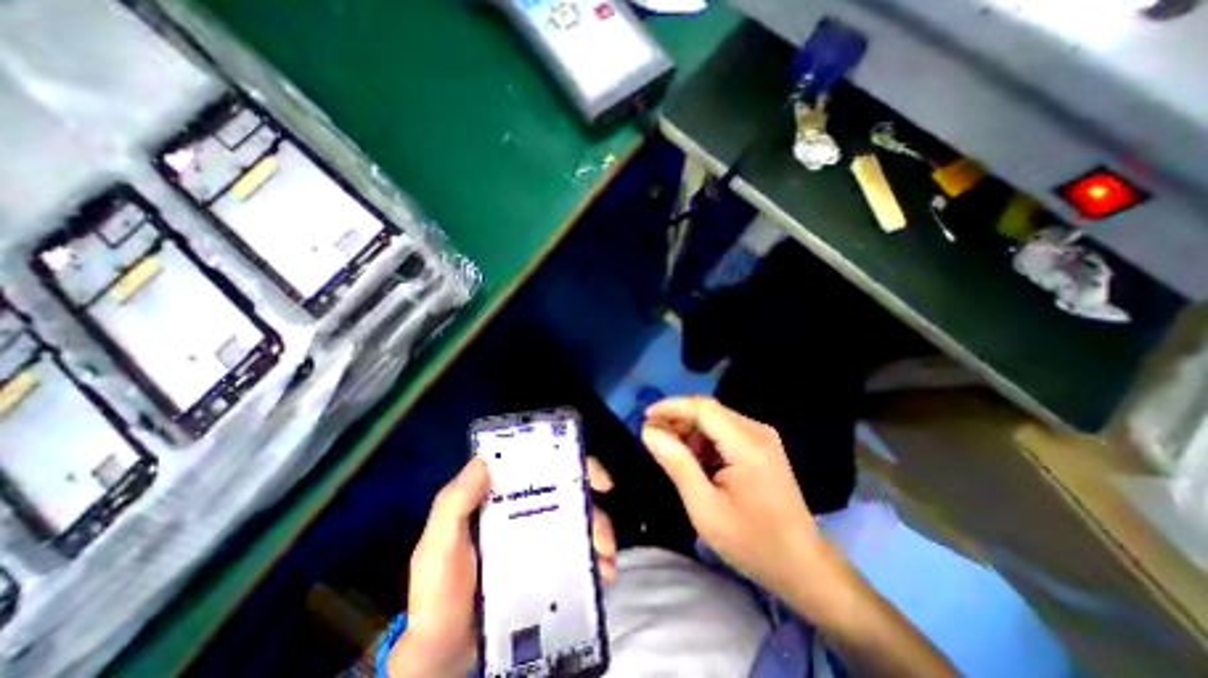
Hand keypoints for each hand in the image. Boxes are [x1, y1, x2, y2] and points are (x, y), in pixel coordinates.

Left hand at [391, 456, 616, 677]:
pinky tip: (602, 578)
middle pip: (569, 496)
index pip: (541, 467)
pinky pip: (575, 556)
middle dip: (594, 511)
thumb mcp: (437, 546)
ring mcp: (536, 541)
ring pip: (577, 525)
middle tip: (605, 538)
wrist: (439, 656)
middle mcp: (524, 512)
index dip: (572, 464)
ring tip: (607, 564)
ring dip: (599, 537)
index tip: (597, 479)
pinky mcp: (543, 568)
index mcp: (502, 497)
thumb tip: (484, 461)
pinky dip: (594, 562)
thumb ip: (454, 503)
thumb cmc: (437, 593)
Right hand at [641, 397, 830, 602]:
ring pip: (715, 419)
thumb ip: (677, 464)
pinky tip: (692, 459)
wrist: (802, 565)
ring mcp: (761, 438)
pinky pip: (725, 431)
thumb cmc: (752, 542)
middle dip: (677, 419)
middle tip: (652, 437)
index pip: (703, 408)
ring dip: (689, 430)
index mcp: (747, 444)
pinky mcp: (761, 446)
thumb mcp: (705, 508)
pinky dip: (703, 440)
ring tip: (669, 451)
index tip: (645, 418)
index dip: (671, 407)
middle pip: (709, 410)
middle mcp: (757, 431)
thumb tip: (649, 432)